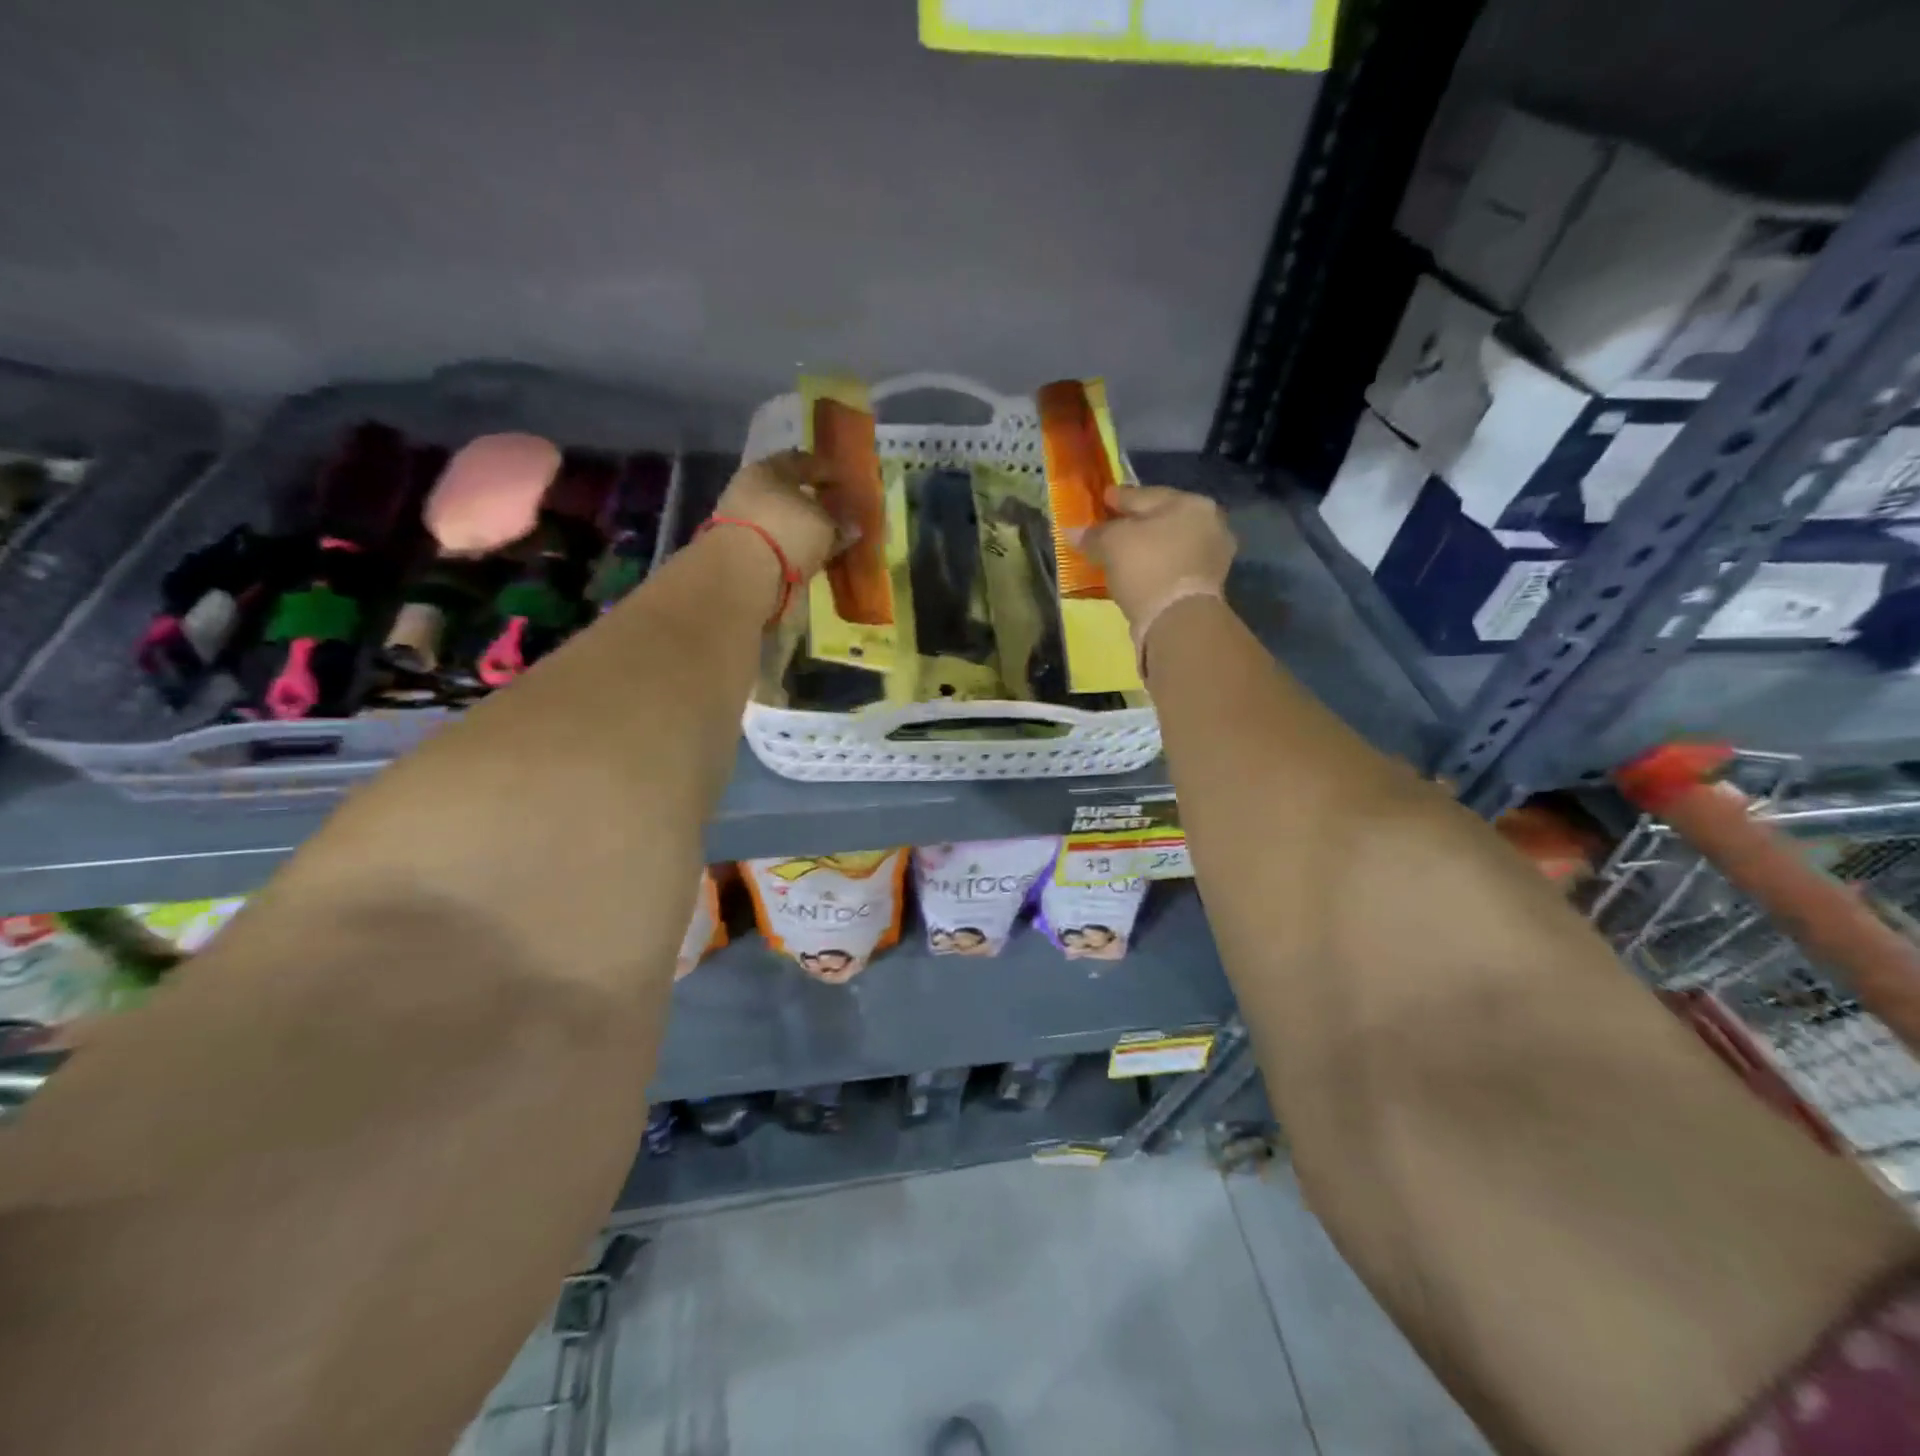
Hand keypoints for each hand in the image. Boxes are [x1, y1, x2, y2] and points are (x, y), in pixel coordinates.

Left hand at [712, 449, 844, 580]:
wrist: (748, 574)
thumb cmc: (788, 529)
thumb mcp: (824, 522)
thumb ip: (839, 523)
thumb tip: (853, 527)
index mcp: (768, 468)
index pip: (801, 461)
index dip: (824, 470)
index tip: (843, 482)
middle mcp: (753, 490)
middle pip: (788, 491)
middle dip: (812, 501)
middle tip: (838, 511)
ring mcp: (747, 522)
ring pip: (783, 520)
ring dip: (803, 528)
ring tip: (829, 537)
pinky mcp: (746, 552)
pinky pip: (779, 544)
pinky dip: (795, 548)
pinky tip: (813, 555)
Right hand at [1076, 485, 1235, 641]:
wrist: (1178, 621)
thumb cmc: (1147, 567)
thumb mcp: (1112, 543)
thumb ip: (1093, 534)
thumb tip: (1073, 531)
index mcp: (1191, 503)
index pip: (1145, 495)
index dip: (1119, 498)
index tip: (1102, 499)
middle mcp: (1209, 525)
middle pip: (1160, 520)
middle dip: (1134, 524)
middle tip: (1109, 528)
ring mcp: (1212, 557)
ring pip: (1167, 546)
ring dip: (1145, 549)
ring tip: (1119, 556)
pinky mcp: (1207, 586)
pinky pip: (1171, 568)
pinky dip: (1153, 568)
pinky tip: (1135, 574)